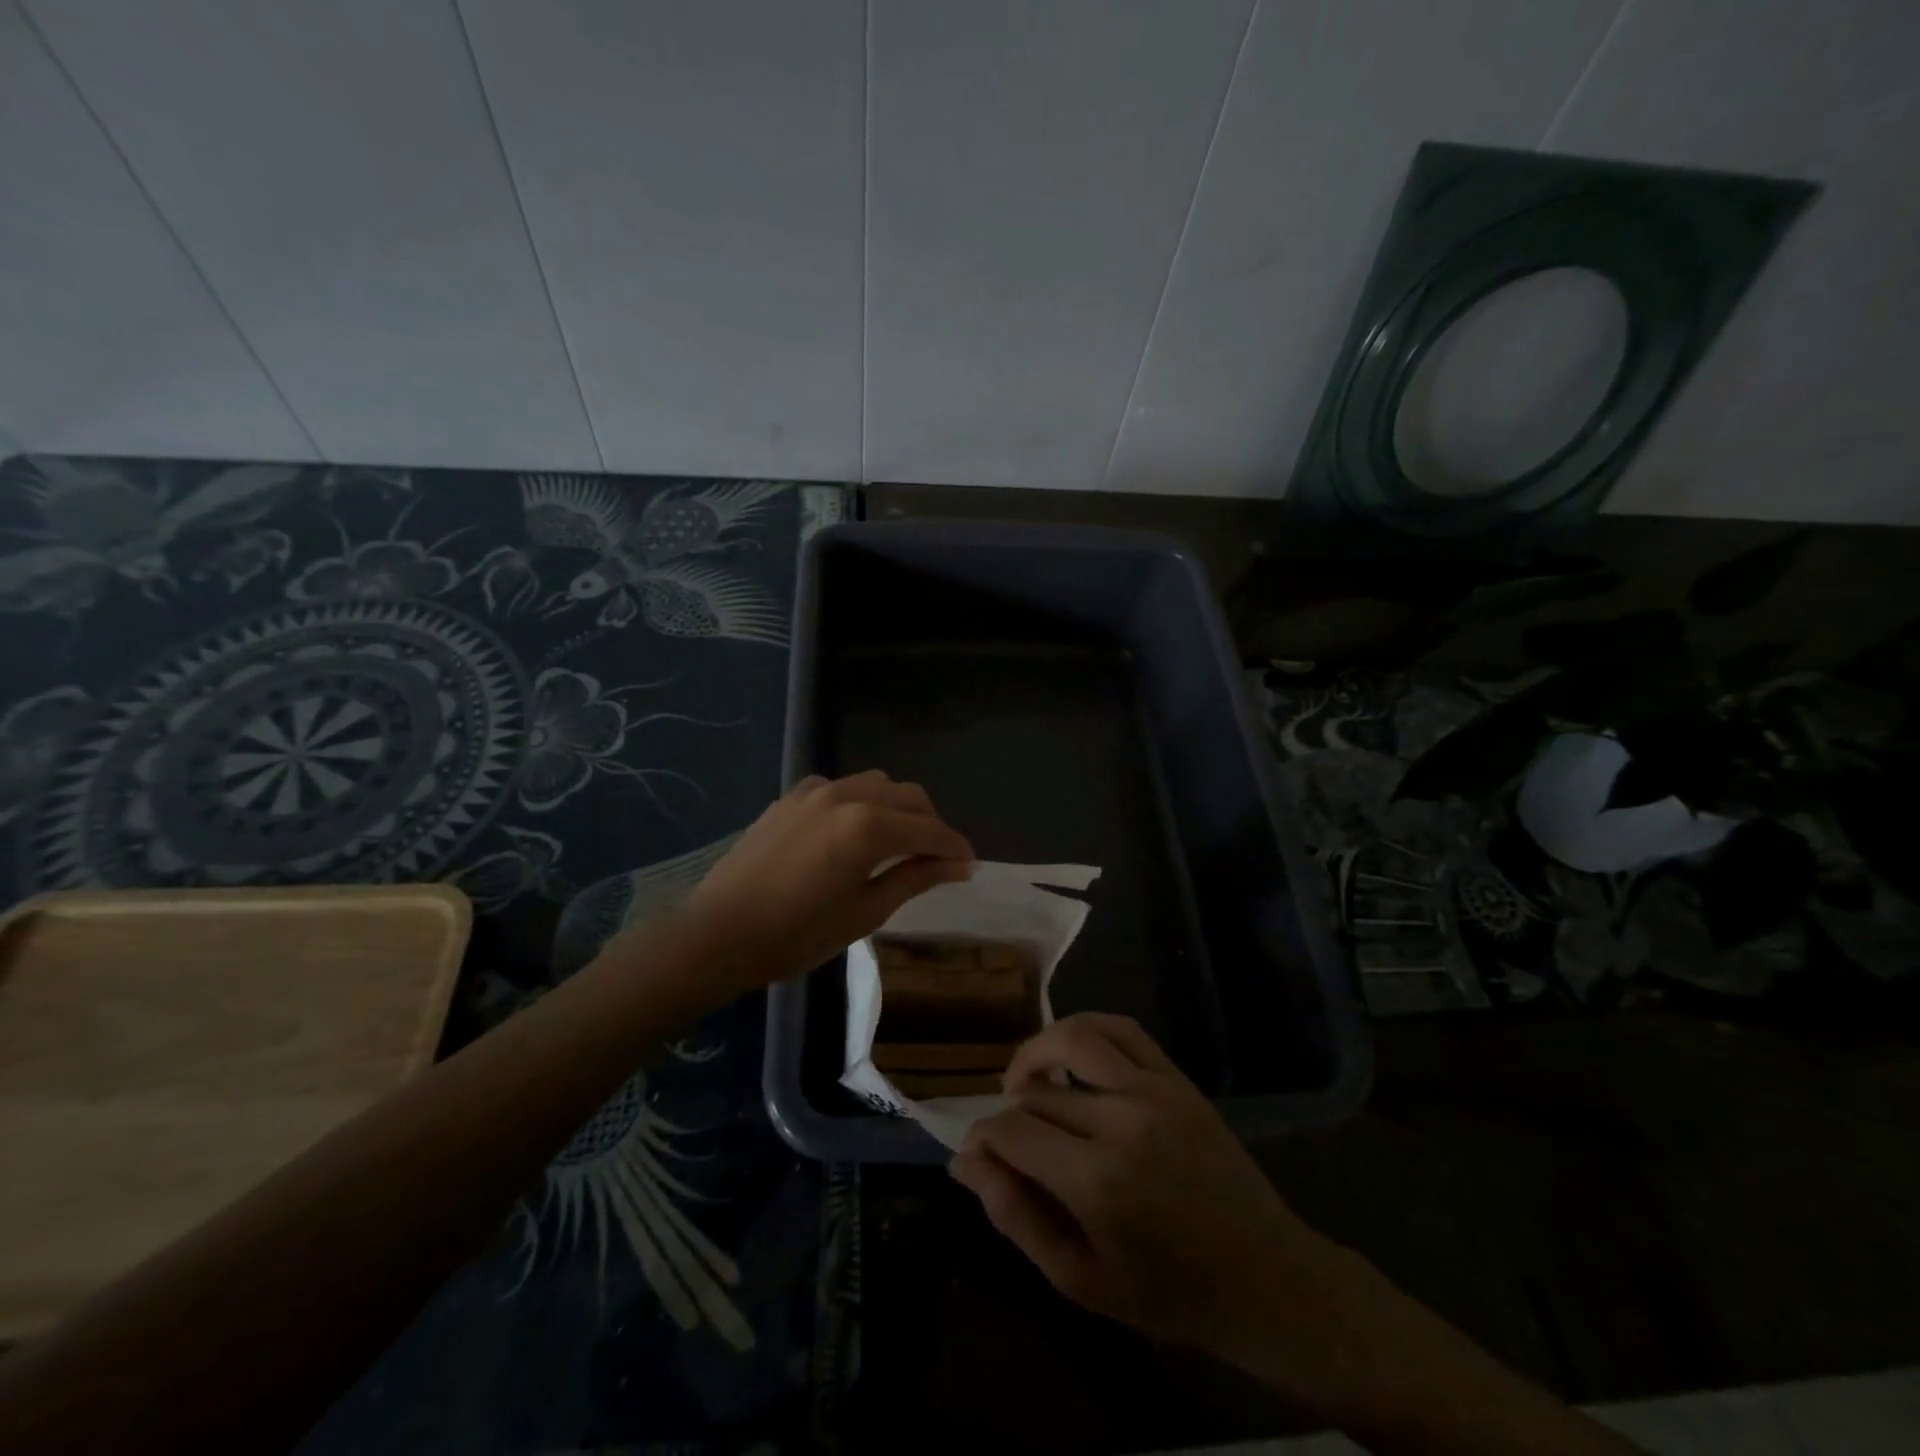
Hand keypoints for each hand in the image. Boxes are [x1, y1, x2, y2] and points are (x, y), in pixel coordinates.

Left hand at [682, 771, 974, 989]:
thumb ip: (915, 878)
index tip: (969, 865)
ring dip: (899, 808)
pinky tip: (853, 831)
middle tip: (936, 860)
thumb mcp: (865, 913)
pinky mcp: (793, 795)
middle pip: (910, 797)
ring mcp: (817, 790)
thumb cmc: (797, 934)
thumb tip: (960, 864)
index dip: (955, 847)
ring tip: (898, 843)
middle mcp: (848, 795)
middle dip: (931, 825)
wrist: (719, 932)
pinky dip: (863, 801)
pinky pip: (844, 786)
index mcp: (869, 827)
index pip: (930, 830)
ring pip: (879, 784)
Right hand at [951, 1014, 1368, 1392]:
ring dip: (1037, 1051)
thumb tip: (964, 1161)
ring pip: (1075, 1036)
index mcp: (1096, 1180)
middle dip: (1008, 1111)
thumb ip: (1016, 1217)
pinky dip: (1086, 1029)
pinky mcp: (1177, 1079)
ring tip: (1025, 1080)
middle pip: (1038, 1091)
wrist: (1266, 1278)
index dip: (983, 1138)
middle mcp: (1122, 1120)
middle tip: (1006, 1138)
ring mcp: (1154, 1091)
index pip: (1012, 1130)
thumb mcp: (1080, 1279)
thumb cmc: (1168, 1292)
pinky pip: (1123, 1030)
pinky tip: (1073, 1055)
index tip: (978, 1154)